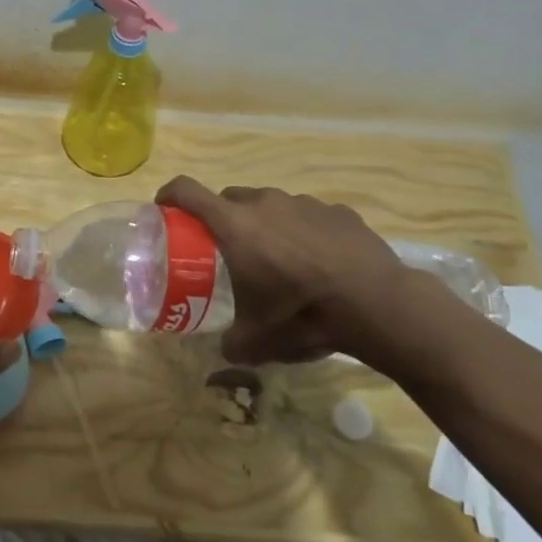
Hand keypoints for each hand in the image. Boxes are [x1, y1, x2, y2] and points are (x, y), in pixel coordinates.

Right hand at [156, 176, 416, 365]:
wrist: (378, 305)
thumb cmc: (303, 315)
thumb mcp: (257, 341)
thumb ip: (232, 343)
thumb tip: (226, 350)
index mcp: (234, 225)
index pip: (187, 191)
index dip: (168, 195)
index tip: (163, 209)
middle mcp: (265, 203)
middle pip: (229, 198)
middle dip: (220, 218)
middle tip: (225, 249)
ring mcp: (305, 203)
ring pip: (270, 205)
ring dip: (264, 224)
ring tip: (277, 259)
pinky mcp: (338, 211)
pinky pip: (308, 216)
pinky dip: (302, 231)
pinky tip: (317, 261)